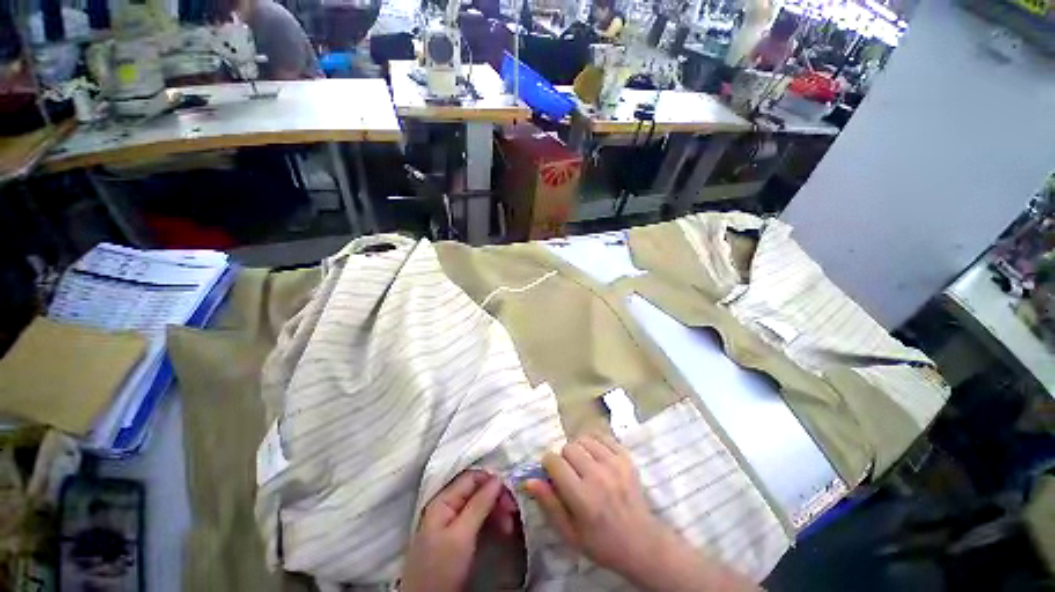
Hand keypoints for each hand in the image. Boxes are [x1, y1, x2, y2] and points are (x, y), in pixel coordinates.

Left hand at [401, 470, 504, 591]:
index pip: (471, 477)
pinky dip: (492, 521)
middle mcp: (448, 506)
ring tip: (510, 524)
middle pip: (477, 490)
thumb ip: (479, 504)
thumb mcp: (461, 536)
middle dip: (497, 497)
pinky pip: (479, 518)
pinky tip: (503, 528)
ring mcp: (453, 521)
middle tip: (513, 511)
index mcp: (443, 500)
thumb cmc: (441, 568)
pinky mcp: (459, 536)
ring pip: (480, 504)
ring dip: (497, 510)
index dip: (491, 481)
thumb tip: (497, 478)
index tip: (509, 492)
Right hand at [522, 433, 668, 580]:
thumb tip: (529, 479)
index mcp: (582, 496)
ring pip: (584, 439)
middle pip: (568, 447)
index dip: (548, 465)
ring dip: (580, 449)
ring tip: (584, 465)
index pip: (554, 461)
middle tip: (570, 473)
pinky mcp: (626, 458)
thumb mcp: (569, 533)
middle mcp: (597, 475)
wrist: (641, 542)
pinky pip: (602, 436)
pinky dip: (595, 443)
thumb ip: (548, 504)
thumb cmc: (601, 542)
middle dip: (564, 458)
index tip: (551, 473)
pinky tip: (597, 457)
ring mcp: (614, 464)